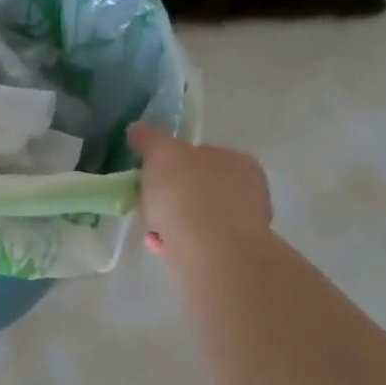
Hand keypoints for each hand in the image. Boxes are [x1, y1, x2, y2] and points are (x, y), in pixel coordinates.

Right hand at [128, 123, 272, 256]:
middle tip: (149, 200)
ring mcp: (243, 226)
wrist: (210, 250)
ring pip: (199, 218)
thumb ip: (150, 140)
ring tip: (150, 227)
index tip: (153, 173)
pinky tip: (158, 244)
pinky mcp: (231, 255)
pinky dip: (177, 242)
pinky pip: (196, 243)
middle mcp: (248, 190)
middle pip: (202, 187)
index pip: (204, 154)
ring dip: (174, 221)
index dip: (175, 162)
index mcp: (237, 160)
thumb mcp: (161, 154)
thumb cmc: (188, 192)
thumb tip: (138, 129)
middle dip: (175, 195)